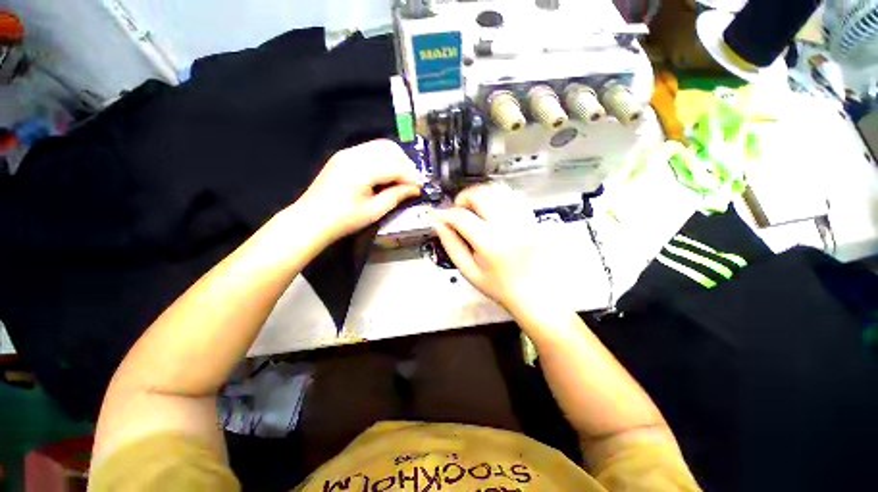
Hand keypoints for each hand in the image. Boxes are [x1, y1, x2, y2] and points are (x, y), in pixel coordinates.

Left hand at [297, 139, 420, 244]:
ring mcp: (347, 153)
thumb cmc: (343, 220)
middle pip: (389, 148)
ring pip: (380, 146)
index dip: (410, 177)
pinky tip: (385, 175)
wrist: (311, 219)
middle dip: (405, 164)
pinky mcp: (343, 156)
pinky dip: (383, 159)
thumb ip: (396, 196)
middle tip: (411, 182)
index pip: (395, 166)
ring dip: (395, 160)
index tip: (419, 188)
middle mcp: (354, 154)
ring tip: (400, 178)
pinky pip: (370, 150)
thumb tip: (415, 188)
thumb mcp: (374, 211)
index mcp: (361, 170)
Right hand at [431, 183, 555, 314]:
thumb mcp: (469, 271)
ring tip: (475, 210)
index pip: (460, 216)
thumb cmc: (499, 286)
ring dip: (480, 195)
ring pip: (497, 189)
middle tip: (459, 213)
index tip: (439, 217)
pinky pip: (512, 196)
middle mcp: (508, 225)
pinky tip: (492, 211)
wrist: (535, 292)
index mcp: (490, 242)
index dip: (445, 214)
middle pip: (480, 194)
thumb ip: (451, 244)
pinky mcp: (532, 218)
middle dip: (463, 198)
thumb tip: (438, 222)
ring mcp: (523, 219)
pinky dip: (497, 198)